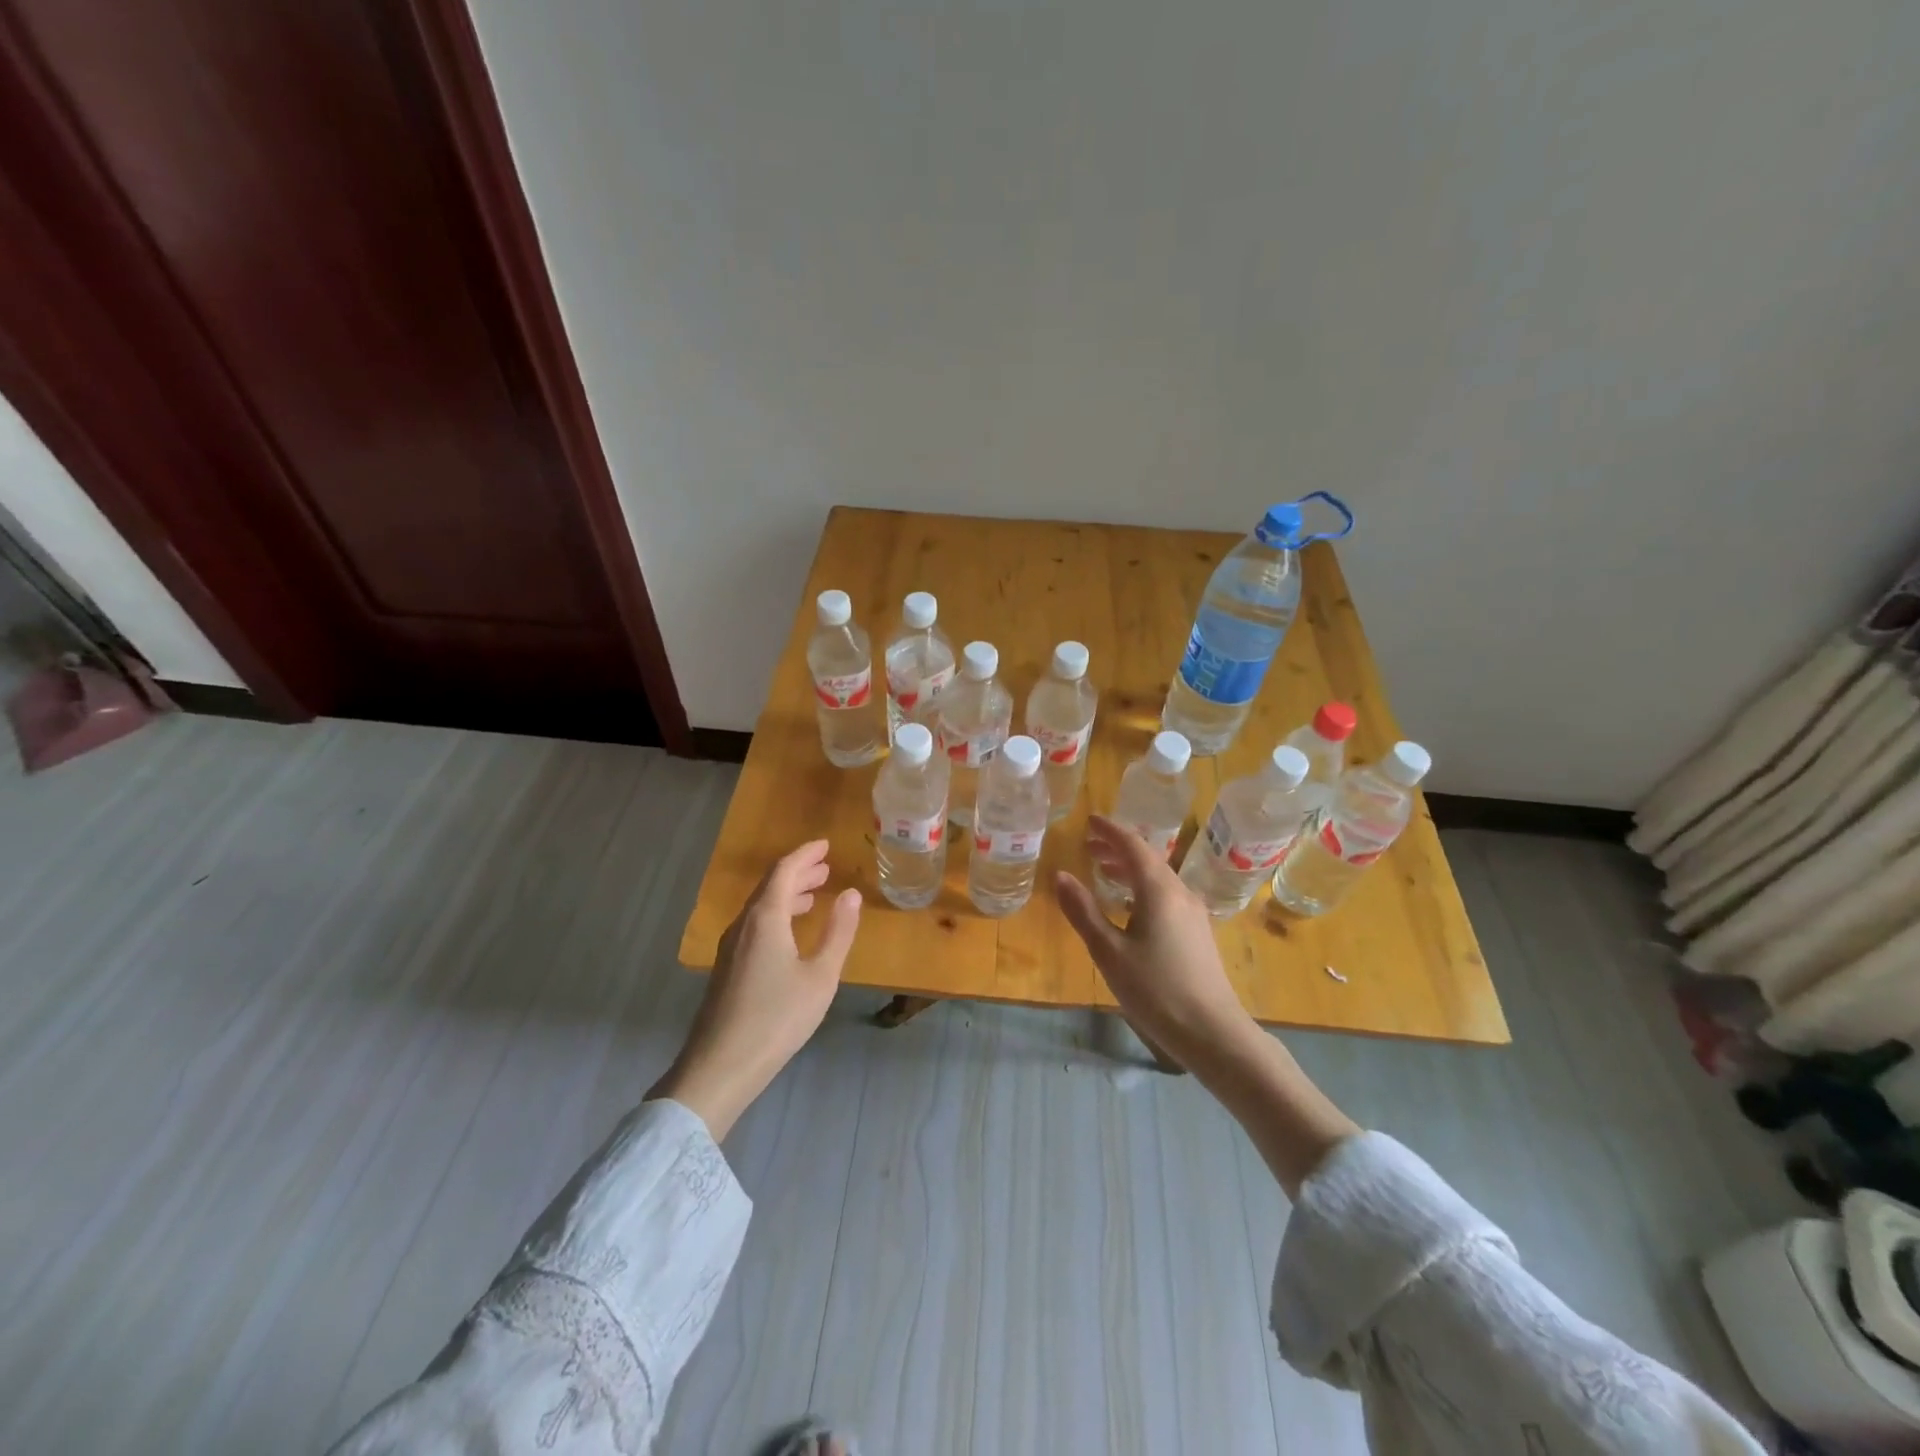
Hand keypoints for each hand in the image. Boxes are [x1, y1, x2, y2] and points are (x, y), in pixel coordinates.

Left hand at [649, 841, 860, 1139]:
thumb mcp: (820, 976)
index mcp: (765, 918)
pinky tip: (790, 933)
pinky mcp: (727, 968)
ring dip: (787, 895)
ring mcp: (730, 947)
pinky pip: (754, 925)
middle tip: (825, 868)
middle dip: (799, 873)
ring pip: (760, 907)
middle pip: (770, 886)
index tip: (826, 845)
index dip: (806, 854)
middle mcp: (743, 924)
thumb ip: (838, 932)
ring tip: (814, 896)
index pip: (784, 871)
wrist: (720, 1066)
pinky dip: (777, 915)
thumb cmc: (777, 1018)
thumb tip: (851, 893)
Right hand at [1055, 815, 1253, 1068]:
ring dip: (1130, 869)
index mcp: (1158, 890)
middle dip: (1117, 848)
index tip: (1089, 820)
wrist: (1212, 1032)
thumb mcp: (1109, 952)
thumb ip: (1083, 911)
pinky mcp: (1198, 932)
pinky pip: (1166, 895)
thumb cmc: (1155, 990)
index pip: (1132, 845)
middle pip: (1147, 858)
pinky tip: (1130, 906)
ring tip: (1102, 871)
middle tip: (1088, 846)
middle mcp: (1179, 892)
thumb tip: (1060, 875)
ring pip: (1158, 877)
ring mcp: (1193, 913)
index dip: (1109, 831)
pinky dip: (1142, 887)